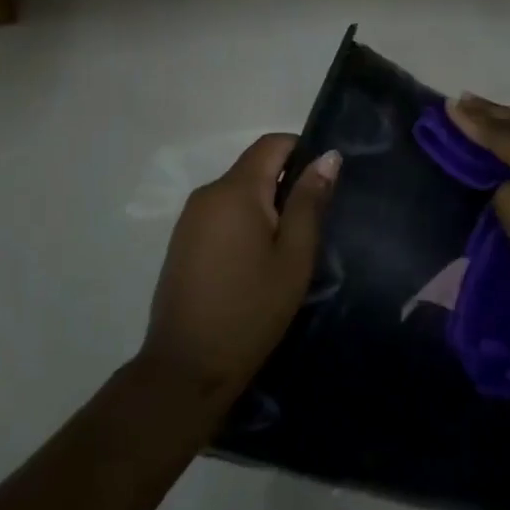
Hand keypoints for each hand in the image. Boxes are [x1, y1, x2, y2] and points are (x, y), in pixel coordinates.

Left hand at [138, 133, 341, 409]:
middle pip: (253, 167)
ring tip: (288, 248)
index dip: (302, 150)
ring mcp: (189, 218)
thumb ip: (309, 201)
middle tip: (313, 225)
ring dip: (265, 207)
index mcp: (235, 190)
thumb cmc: (251, 309)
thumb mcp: (293, 256)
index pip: (271, 143)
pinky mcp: (182, 242)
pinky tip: (256, 262)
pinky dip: (244, 224)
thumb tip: (328, 155)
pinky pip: (221, 215)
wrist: (187, 366)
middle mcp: (207, 193)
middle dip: (285, 184)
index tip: (325, 183)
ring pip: (237, 193)